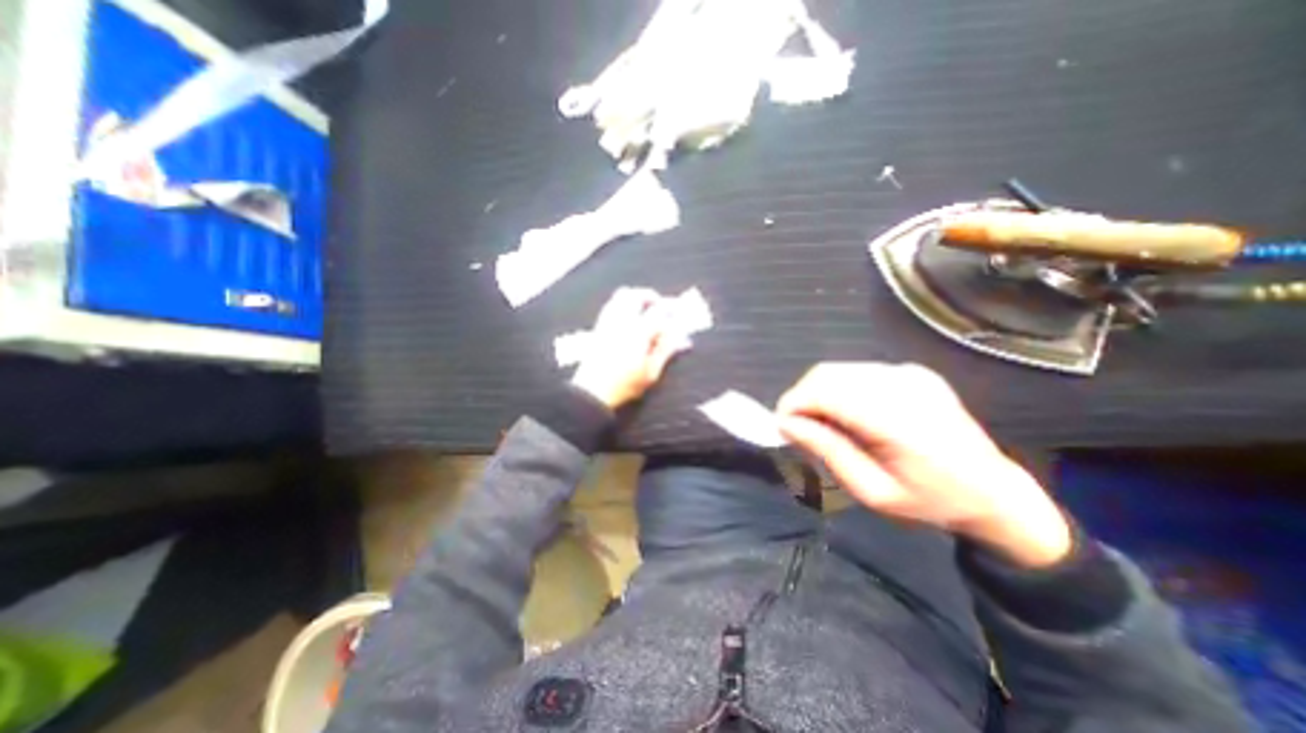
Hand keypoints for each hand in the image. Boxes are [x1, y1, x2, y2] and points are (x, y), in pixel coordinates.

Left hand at [572, 286, 693, 411]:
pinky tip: (629, 316)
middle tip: (661, 305)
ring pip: (622, 296)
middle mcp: (621, 322)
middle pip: (637, 295)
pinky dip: (623, 303)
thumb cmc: (625, 385)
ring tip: (646, 308)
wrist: (592, 392)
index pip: (658, 311)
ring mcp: (607, 322)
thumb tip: (681, 338)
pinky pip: (611, 305)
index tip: (678, 313)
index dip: (671, 309)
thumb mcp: (651, 372)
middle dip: (652, 296)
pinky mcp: (598, 327)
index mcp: (638, 332)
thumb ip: (666, 351)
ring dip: (636, 297)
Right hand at [775, 364, 1070, 567]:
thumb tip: (786, 423)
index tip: (781, 426)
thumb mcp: (872, 491)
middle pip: (827, 374)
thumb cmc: (930, 502)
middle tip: (800, 429)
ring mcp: (910, 373)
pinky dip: (840, 390)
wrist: (996, 494)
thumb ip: (827, 450)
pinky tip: (850, 415)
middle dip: (802, 398)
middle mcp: (903, 384)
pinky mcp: (912, 371)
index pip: (825, 391)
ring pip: (839, 370)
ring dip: (819, 393)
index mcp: (897, 420)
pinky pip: (858, 373)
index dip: (793, 403)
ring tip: (824, 424)